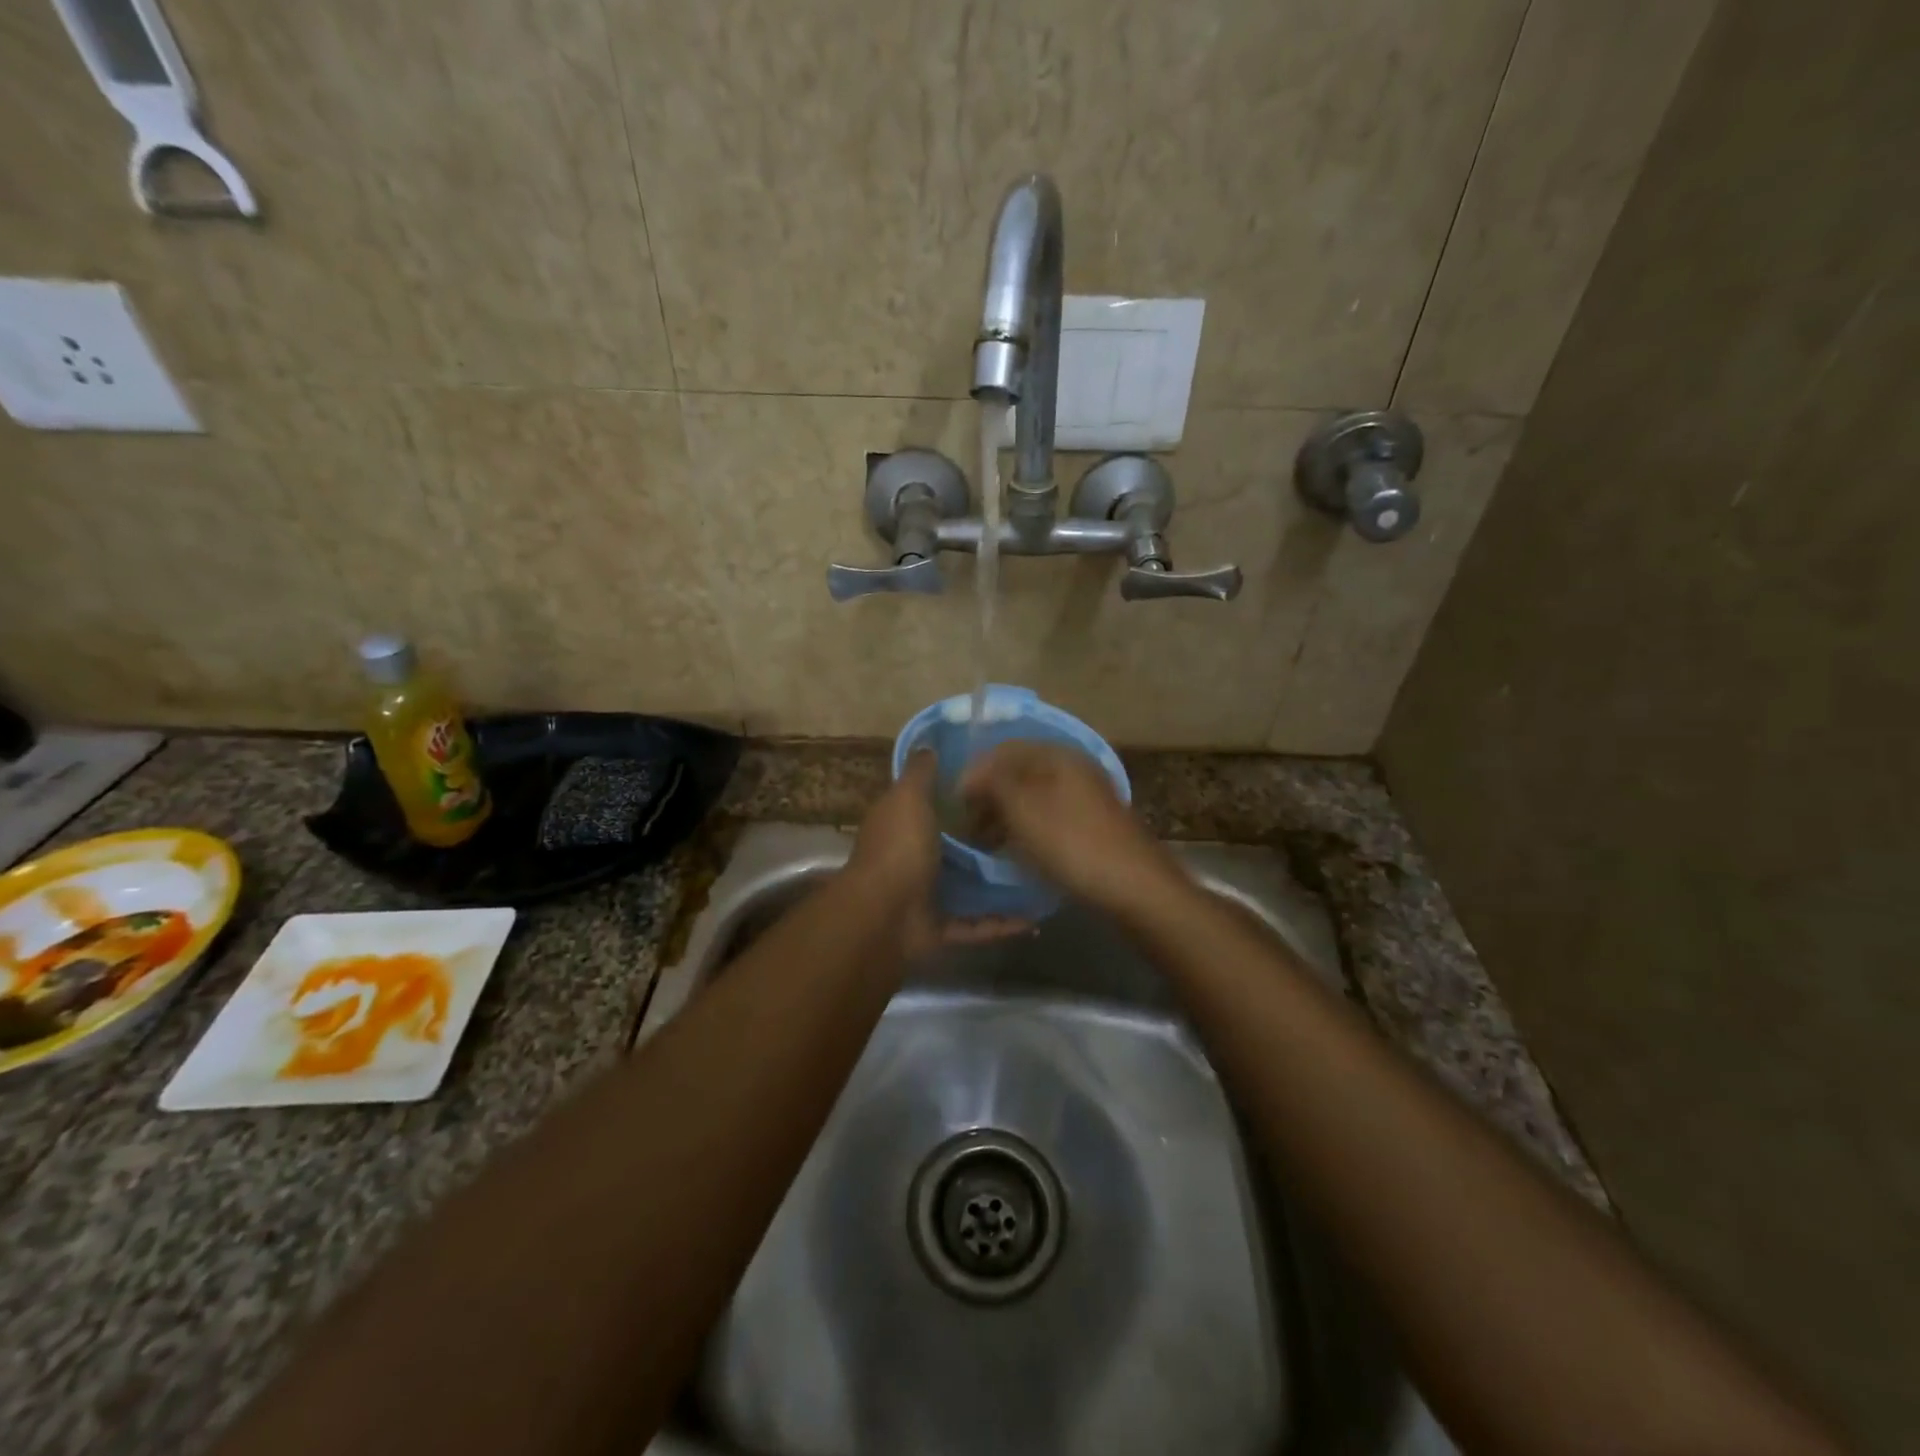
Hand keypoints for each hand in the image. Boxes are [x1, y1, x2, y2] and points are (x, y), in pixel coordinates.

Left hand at [846, 752, 1024, 955]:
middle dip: (984, 841)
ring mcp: (925, 896)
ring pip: (967, 887)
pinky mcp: (940, 928)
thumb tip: (928, 745)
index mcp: (901, 826)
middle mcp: (912, 859)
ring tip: (1036, 872)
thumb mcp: (908, 798)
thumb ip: (920, 773)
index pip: (929, 804)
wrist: (884, 917)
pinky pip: (976, 926)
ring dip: (997, 883)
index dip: (957, 794)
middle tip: (1027, 829)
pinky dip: (1001, 924)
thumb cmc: (899, 848)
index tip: (997, 786)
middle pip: (953, 846)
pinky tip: (1034, 917)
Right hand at [958, 741, 1180, 910]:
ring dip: (1006, 814)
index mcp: (1057, 755)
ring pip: (1033, 795)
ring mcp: (1086, 795)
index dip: (974, 774)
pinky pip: (1049, 815)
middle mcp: (1074, 767)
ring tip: (988, 843)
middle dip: (990, 796)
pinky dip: (1028, 827)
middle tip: (969, 828)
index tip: (955, 806)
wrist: (1135, 888)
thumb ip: (992, 782)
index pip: (1003, 750)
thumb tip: (971, 774)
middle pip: (1019, 772)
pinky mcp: (1093, 823)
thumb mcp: (1023, 809)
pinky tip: (1018, 850)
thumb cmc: (1072, 844)